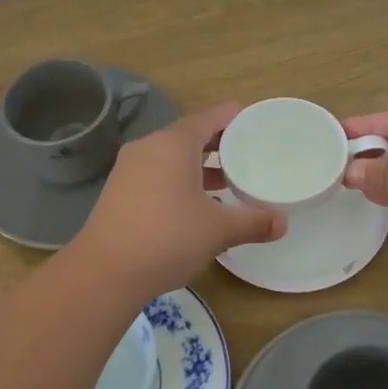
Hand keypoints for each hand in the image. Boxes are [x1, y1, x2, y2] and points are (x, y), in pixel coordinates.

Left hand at [71, 103, 285, 295]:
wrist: (105, 271)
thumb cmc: (168, 237)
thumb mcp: (218, 230)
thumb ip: (252, 222)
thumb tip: (282, 223)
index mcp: (174, 143)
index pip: (208, 117)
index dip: (232, 117)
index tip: (253, 121)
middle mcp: (149, 147)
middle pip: (189, 135)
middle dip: (218, 144)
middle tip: (247, 153)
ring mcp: (129, 169)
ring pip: (171, 157)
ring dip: (198, 165)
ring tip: (227, 181)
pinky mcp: (119, 191)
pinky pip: (156, 174)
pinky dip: (178, 180)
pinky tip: (195, 205)